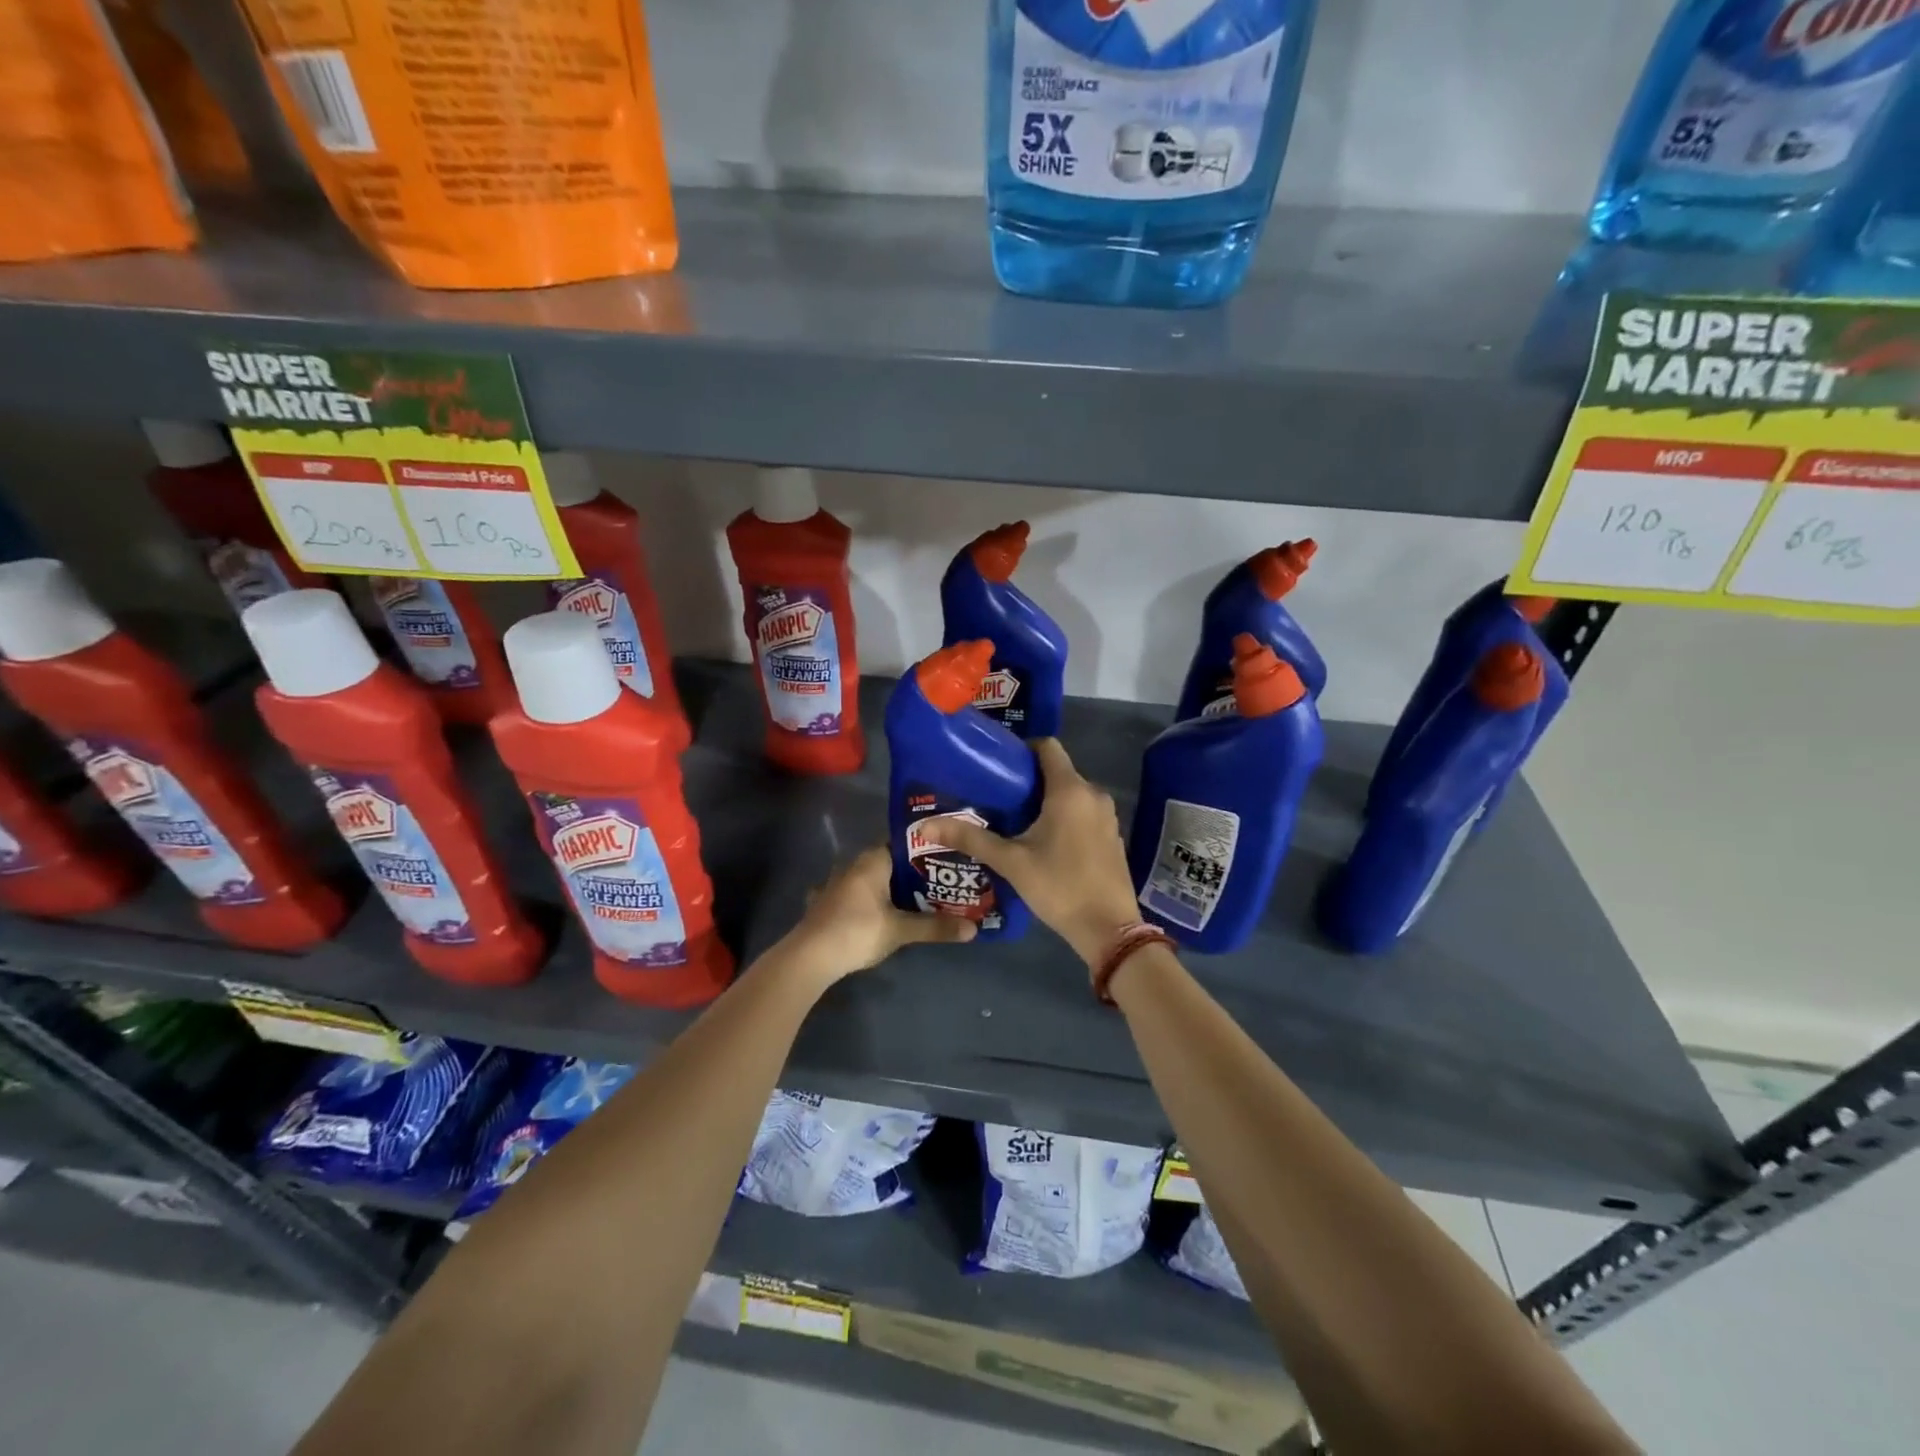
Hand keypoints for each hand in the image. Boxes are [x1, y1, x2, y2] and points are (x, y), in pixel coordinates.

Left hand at [776, 845, 976, 982]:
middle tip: (939, 880)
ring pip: (869, 878)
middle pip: (888, 860)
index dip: (925, 848)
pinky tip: (876, 912)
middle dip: (910, 871)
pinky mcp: (824, 903)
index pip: (903, 842)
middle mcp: (853, 864)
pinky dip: (866, 900)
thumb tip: (974, 929)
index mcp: (872, 860)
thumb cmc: (858, 931)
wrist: (809, 957)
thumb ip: (936, 927)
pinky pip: (852, 894)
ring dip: (887, 886)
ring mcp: (835, 883)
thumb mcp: (901, 930)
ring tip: (915, 897)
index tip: (947, 856)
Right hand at [927, 739, 1141, 971]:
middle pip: (1059, 771)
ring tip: (1015, 819)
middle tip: (997, 797)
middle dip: (1029, 780)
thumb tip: (925, 826)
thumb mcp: (1010, 862)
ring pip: (1072, 794)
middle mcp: (1093, 794)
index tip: (998, 765)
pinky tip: (1044, 842)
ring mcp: (1107, 816)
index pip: (1048, 746)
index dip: (1023, 749)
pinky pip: (1085, 813)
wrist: (1109, 929)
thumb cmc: (1059, 886)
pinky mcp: (1112, 836)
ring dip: (1046, 801)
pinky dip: (1065, 817)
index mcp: (1070, 790)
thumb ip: (970, 839)